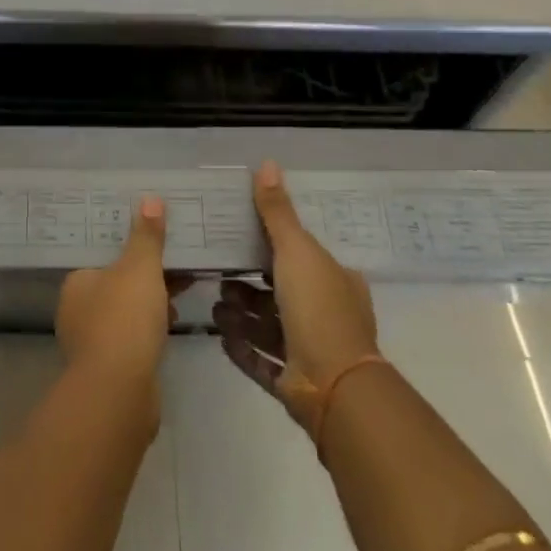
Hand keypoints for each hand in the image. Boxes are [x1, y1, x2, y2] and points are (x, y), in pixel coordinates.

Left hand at [57, 196, 184, 391]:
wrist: (120, 395)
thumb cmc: (124, 319)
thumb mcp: (140, 268)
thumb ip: (146, 236)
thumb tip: (150, 198)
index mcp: (77, 282)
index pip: (102, 256)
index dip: (128, 247)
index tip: (152, 241)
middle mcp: (77, 311)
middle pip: (116, 283)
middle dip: (145, 275)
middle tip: (175, 262)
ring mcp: (92, 344)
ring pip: (126, 312)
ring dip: (151, 302)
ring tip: (182, 289)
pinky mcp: (111, 371)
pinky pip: (134, 338)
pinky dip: (151, 328)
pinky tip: (172, 323)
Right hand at [213, 161, 379, 428]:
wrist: (334, 388)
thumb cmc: (318, 308)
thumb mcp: (297, 250)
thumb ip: (277, 211)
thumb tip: (267, 163)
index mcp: (336, 281)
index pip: (303, 256)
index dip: (274, 247)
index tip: (242, 240)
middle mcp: (327, 314)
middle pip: (281, 292)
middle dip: (249, 285)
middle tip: (219, 274)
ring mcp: (311, 352)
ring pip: (268, 327)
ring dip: (241, 315)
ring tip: (215, 306)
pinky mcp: (293, 382)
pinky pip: (261, 360)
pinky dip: (241, 347)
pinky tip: (220, 335)